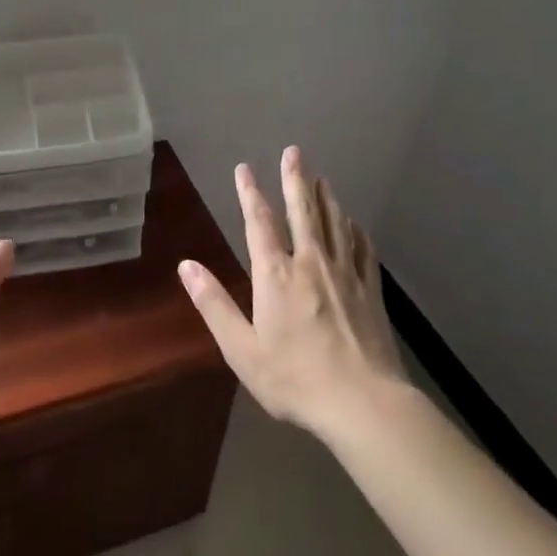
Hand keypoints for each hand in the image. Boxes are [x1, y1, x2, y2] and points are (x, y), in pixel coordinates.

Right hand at [179, 146, 405, 440]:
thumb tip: (186, 265)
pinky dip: (355, 230)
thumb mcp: (241, 348)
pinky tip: (354, 223)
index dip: (250, 192)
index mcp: (276, 274)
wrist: (363, 403)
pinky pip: (362, 250)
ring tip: (321, 178)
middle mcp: (310, 263)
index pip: (259, 222)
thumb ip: (213, 303)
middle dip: (295, 179)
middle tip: (294, 152)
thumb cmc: (294, 378)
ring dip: (325, 197)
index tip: (245, 168)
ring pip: (335, 224)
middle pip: (302, 211)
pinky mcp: (371, 291)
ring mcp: (345, 275)